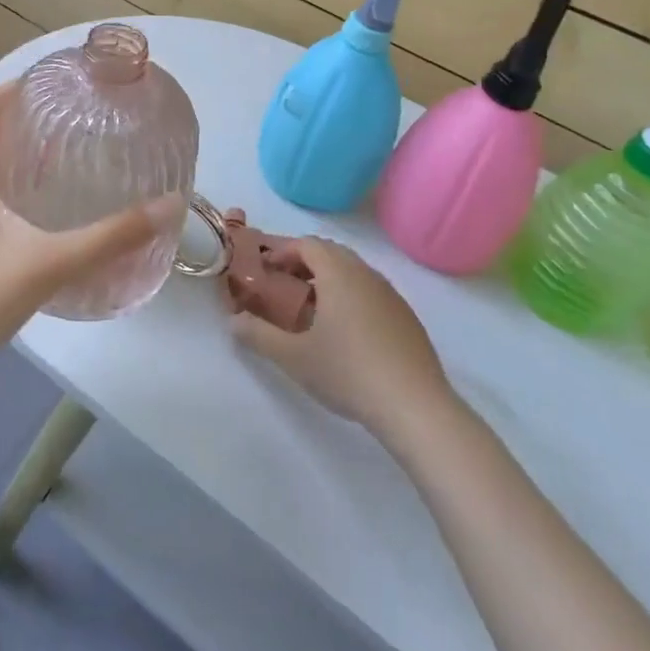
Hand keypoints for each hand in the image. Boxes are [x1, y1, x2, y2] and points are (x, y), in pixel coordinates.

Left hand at [0, 82, 180, 387]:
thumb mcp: (48, 262)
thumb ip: (110, 236)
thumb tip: (168, 205)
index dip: (24, 83)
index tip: (66, 77)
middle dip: (35, 117)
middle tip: (85, 113)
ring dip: (30, 152)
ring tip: (78, 150)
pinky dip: (24, 185)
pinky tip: (55, 205)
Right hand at [230, 237, 456, 442]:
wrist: (415, 407)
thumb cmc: (348, 372)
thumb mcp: (293, 357)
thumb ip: (258, 335)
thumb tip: (233, 321)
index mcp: (338, 273)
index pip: (307, 244)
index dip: (282, 251)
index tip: (265, 269)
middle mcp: (366, 274)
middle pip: (331, 253)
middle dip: (304, 262)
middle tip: (283, 286)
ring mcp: (391, 295)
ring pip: (354, 272)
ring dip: (329, 279)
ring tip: (311, 309)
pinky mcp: (407, 317)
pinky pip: (371, 292)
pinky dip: (351, 297)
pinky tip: (346, 333)